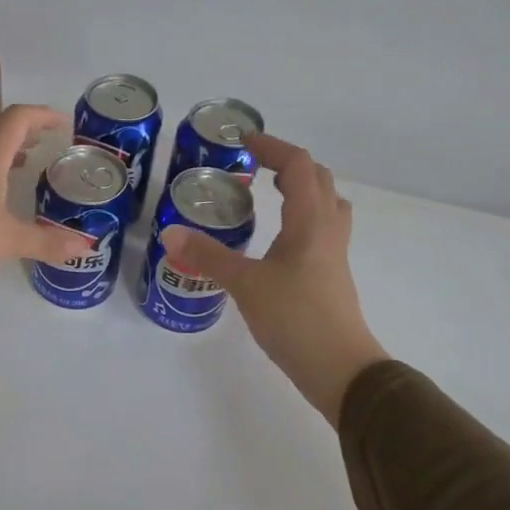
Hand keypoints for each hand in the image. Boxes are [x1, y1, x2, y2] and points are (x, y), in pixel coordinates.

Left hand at [0, 105, 92, 298]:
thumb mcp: (10, 241)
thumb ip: (48, 241)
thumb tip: (86, 246)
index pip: (19, 118)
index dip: (44, 115)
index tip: (66, 124)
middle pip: (0, 128)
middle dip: (27, 129)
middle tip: (50, 141)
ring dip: (8, 148)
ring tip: (29, 161)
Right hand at [162, 134, 388, 425]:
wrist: (339, 367)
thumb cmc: (295, 318)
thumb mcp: (245, 284)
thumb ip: (208, 256)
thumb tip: (170, 234)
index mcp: (311, 220)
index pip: (299, 165)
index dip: (273, 147)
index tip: (243, 142)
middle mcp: (328, 228)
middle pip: (318, 179)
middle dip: (288, 164)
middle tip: (254, 167)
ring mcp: (334, 253)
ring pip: (326, 204)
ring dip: (302, 189)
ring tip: (270, 195)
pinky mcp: (331, 274)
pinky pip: (321, 228)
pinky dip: (302, 217)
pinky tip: (278, 239)